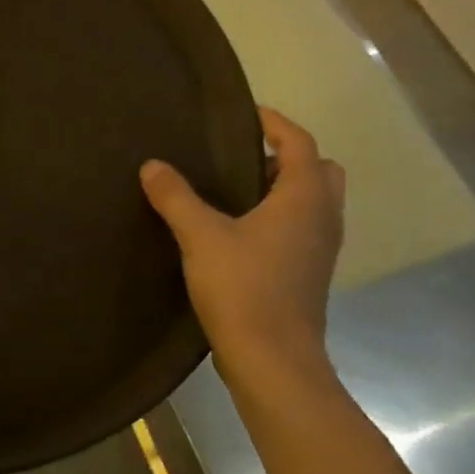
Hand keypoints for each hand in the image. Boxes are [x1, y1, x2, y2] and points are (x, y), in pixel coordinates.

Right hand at [141, 108, 345, 382]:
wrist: (272, 360)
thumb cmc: (243, 288)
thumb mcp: (200, 236)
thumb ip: (176, 197)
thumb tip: (152, 166)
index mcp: (304, 198)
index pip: (299, 142)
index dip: (274, 122)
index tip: (245, 113)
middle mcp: (322, 218)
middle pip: (319, 170)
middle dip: (287, 156)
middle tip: (243, 156)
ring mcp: (321, 249)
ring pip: (313, 201)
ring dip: (283, 188)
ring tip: (235, 190)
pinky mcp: (310, 273)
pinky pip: (302, 227)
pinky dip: (281, 216)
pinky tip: (240, 231)